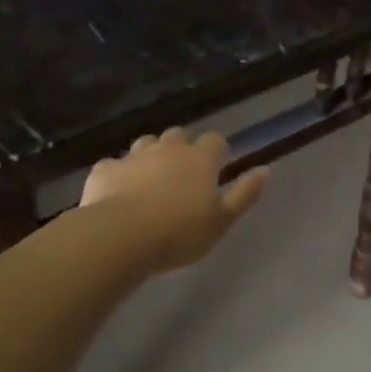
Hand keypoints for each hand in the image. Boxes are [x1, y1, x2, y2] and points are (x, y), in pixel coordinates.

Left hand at [80, 129, 267, 276]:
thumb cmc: (179, 233)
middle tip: (182, 176)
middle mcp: (168, 148)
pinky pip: (114, 165)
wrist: (121, 236)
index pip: (215, 141)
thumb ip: (244, 194)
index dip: (217, 152)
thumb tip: (265, 170)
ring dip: (150, 156)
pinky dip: (118, 174)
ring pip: (146, 144)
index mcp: (200, 159)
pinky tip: (117, 193)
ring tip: (150, 181)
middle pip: (179, 135)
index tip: (216, 169)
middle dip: (182, 149)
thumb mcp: (222, 221)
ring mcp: (134, 155)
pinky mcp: (105, 169)